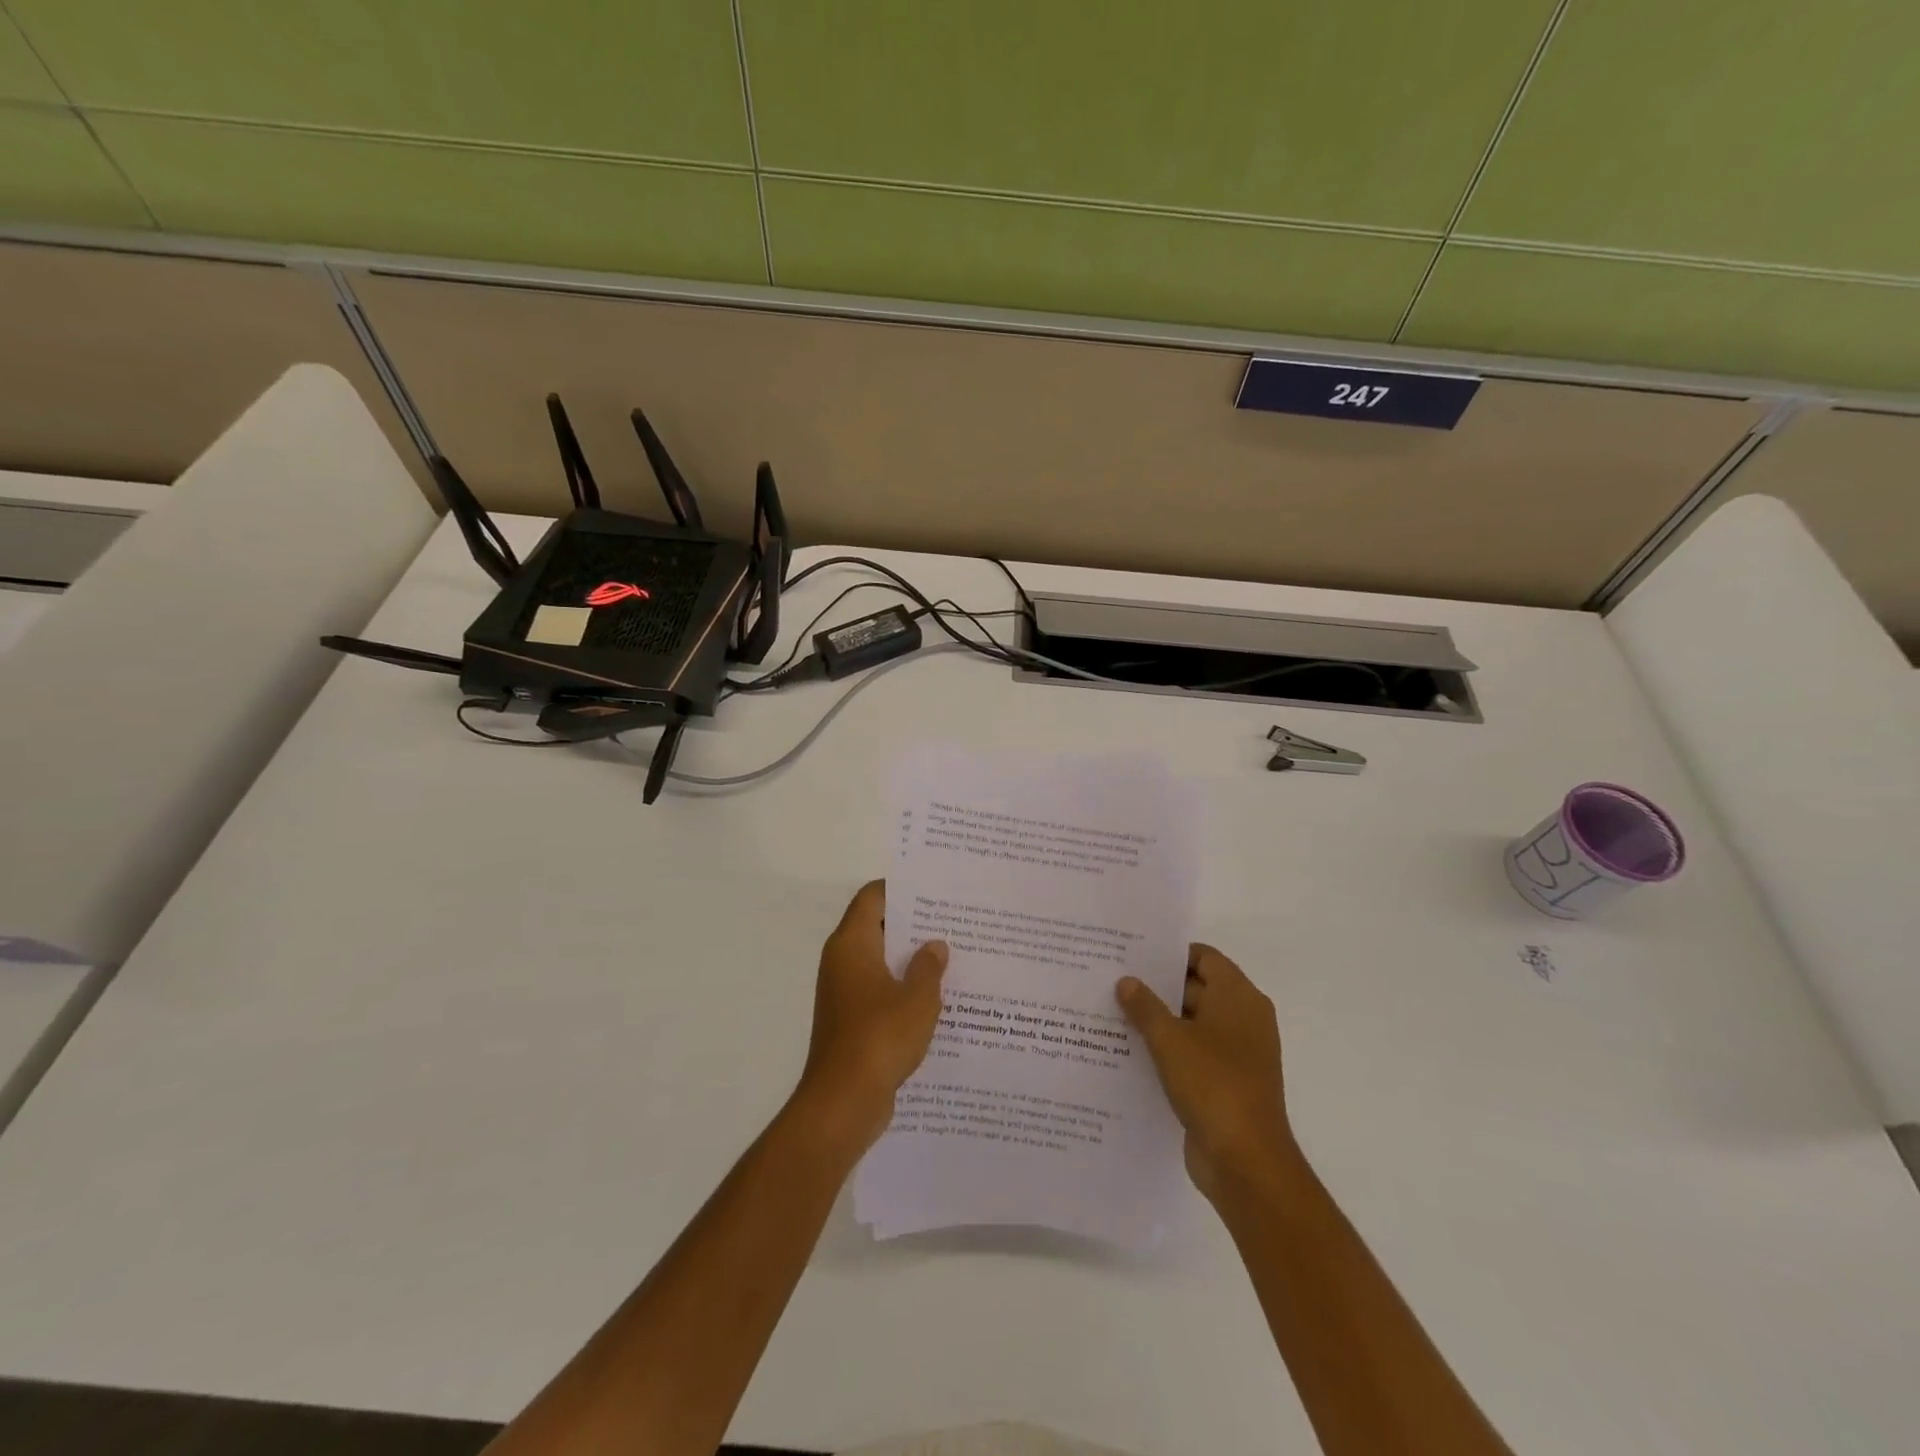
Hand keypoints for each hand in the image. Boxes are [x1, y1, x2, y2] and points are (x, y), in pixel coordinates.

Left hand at [795, 880, 947, 1151]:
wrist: (843, 1103)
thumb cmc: (880, 1038)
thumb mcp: (917, 998)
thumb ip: (928, 966)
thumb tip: (934, 946)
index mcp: (852, 944)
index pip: (873, 897)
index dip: (901, 889)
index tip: (934, 889)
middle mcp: (842, 962)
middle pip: (877, 927)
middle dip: (913, 925)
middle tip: (953, 922)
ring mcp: (844, 993)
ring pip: (880, 962)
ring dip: (910, 960)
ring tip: (952, 957)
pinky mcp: (851, 1021)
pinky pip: (879, 991)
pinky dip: (903, 989)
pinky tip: (937, 999)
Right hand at [1116, 944, 1292, 1201]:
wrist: (1246, 1162)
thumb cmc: (1212, 1085)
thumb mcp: (1169, 1040)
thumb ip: (1144, 1006)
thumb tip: (1126, 981)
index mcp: (1239, 997)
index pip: (1204, 957)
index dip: (1169, 953)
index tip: (1133, 953)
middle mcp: (1243, 1018)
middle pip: (1197, 988)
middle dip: (1157, 986)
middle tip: (1114, 980)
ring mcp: (1237, 1053)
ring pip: (1192, 1023)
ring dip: (1159, 1020)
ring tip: (1113, 1013)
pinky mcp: (1226, 1083)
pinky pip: (1193, 1053)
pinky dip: (1168, 1050)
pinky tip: (1130, 1051)